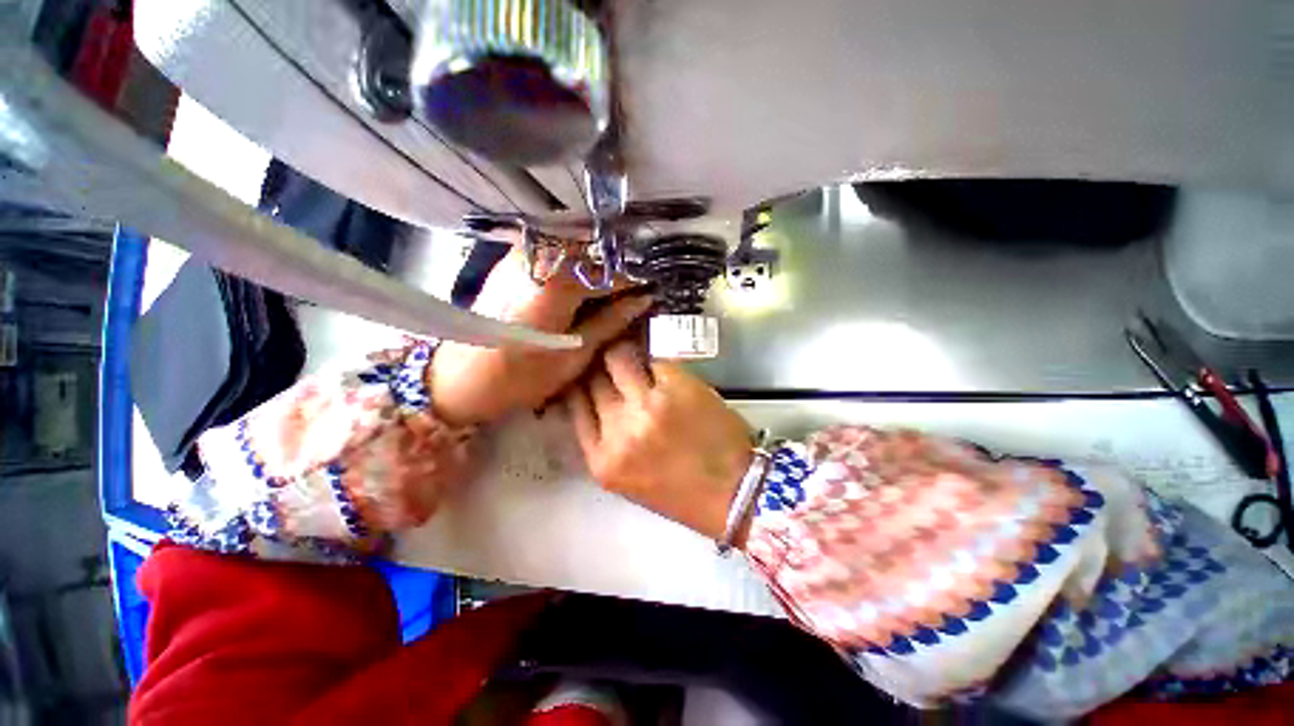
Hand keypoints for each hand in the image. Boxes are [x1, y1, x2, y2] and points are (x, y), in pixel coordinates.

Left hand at [428, 246, 651, 425]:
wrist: (459, 379)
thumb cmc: (520, 377)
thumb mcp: (575, 355)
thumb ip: (611, 321)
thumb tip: (644, 299)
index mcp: (558, 281)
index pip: (613, 271)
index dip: (639, 279)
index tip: (657, 288)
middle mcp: (540, 256)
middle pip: (596, 252)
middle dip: (623, 268)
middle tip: (642, 287)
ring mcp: (524, 254)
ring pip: (579, 249)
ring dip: (602, 265)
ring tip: (621, 286)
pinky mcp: (515, 260)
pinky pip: (559, 254)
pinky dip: (580, 266)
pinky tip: (591, 284)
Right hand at [566, 342, 754, 542]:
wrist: (735, 493)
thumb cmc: (681, 492)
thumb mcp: (627, 477)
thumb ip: (605, 441)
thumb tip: (597, 398)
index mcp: (602, 460)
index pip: (575, 405)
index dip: (580, 384)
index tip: (587, 374)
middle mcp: (619, 429)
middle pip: (593, 378)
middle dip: (599, 366)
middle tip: (609, 360)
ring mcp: (648, 405)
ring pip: (619, 357)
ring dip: (623, 353)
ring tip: (632, 353)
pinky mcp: (678, 386)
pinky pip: (654, 359)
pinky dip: (654, 359)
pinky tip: (658, 362)